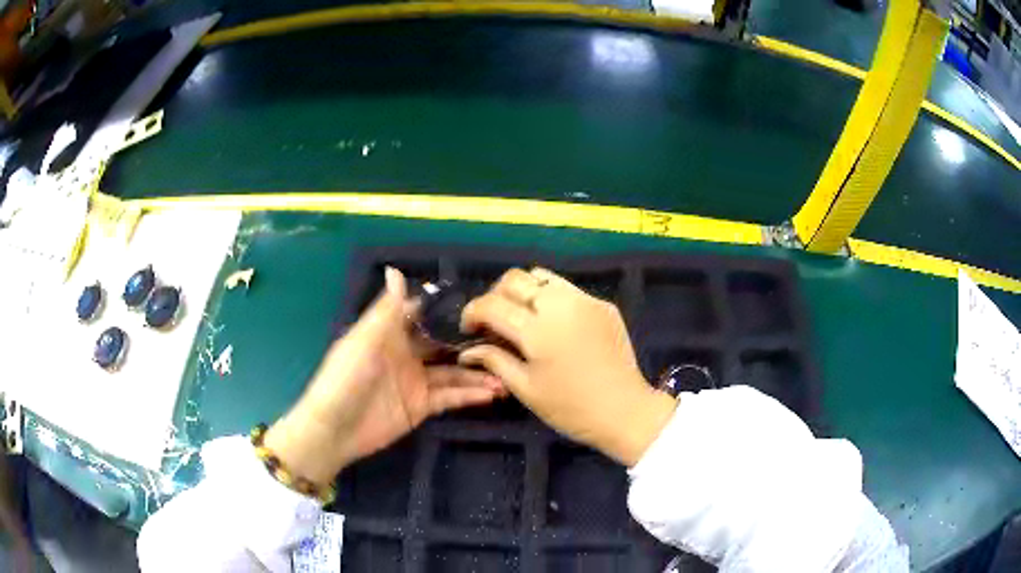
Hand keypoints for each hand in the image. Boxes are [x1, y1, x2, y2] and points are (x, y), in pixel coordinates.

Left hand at [265, 268, 504, 485]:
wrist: (334, 429)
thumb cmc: (344, 378)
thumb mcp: (363, 340)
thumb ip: (385, 310)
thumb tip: (395, 270)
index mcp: (391, 334)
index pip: (424, 315)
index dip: (449, 309)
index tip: (483, 303)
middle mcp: (407, 355)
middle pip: (445, 344)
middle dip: (471, 342)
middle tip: (506, 339)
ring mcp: (416, 382)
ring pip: (453, 373)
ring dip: (478, 372)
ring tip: (507, 372)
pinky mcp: (421, 407)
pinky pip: (450, 398)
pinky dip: (471, 395)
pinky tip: (493, 393)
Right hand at [460, 268, 676, 465]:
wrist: (624, 411)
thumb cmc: (570, 408)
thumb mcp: (526, 389)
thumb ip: (495, 360)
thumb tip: (468, 350)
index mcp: (537, 330)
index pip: (492, 304)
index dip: (473, 312)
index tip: (470, 329)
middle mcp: (560, 305)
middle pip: (515, 279)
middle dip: (496, 296)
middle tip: (495, 321)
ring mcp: (585, 301)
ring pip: (542, 276)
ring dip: (524, 292)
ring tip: (523, 318)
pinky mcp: (602, 305)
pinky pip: (567, 289)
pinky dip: (550, 299)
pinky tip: (554, 325)